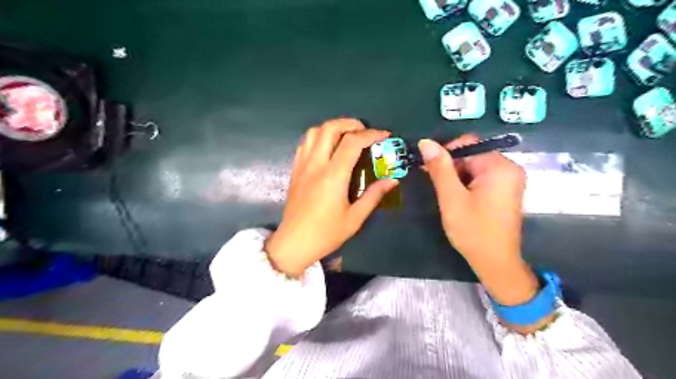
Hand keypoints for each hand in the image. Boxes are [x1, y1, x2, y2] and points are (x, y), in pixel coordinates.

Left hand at [266, 119, 400, 275]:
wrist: (294, 243)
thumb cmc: (326, 233)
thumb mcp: (355, 218)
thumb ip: (374, 195)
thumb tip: (392, 180)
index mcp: (333, 176)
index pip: (352, 143)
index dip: (371, 134)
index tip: (385, 135)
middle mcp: (316, 164)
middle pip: (330, 128)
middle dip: (350, 123)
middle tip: (364, 131)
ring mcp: (302, 165)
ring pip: (314, 132)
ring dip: (332, 127)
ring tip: (346, 136)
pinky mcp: (295, 170)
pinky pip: (305, 143)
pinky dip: (318, 137)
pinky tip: (328, 147)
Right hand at [418, 136, 539, 307]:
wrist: (495, 262)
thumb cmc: (473, 230)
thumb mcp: (451, 198)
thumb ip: (440, 168)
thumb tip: (425, 142)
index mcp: (500, 167)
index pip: (468, 144)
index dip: (445, 153)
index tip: (429, 169)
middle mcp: (509, 168)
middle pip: (472, 155)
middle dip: (451, 168)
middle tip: (438, 187)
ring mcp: (508, 180)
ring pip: (474, 167)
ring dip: (457, 177)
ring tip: (448, 197)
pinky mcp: (505, 191)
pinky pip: (481, 178)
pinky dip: (466, 184)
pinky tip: (458, 199)